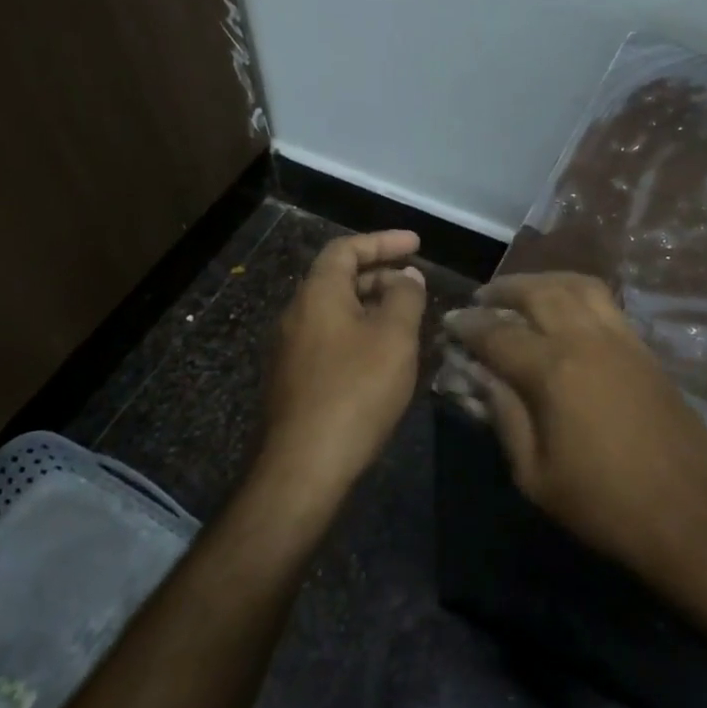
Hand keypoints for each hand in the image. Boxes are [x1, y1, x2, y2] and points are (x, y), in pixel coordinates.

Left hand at [259, 230, 427, 500]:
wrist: (304, 466)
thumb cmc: (355, 390)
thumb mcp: (394, 337)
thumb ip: (405, 298)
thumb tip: (407, 277)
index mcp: (317, 294)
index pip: (346, 249)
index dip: (383, 241)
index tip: (417, 244)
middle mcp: (296, 314)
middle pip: (338, 279)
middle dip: (380, 276)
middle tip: (416, 287)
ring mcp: (289, 350)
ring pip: (335, 313)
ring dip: (371, 308)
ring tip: (406, 323)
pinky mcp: (292, 381)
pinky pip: (329, 340)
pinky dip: (359, 335)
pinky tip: (383, 359)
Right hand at [444, 273, 706, 588]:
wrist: (690, 517)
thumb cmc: (603, 505)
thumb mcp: (535, 474)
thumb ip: (505, 416)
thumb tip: (481, 376)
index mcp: (554, 370)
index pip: (498, 333)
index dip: (469, 326)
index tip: (450, 322)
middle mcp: (587, 339)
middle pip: (540, 292)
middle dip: (505, 289)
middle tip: (483, 298)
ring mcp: (622, 339)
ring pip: (579, 285)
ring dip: (545, 281)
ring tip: (525, 293)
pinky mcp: (645, 350)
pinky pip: (606, 303)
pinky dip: (577, 293)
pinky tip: (567, 311)